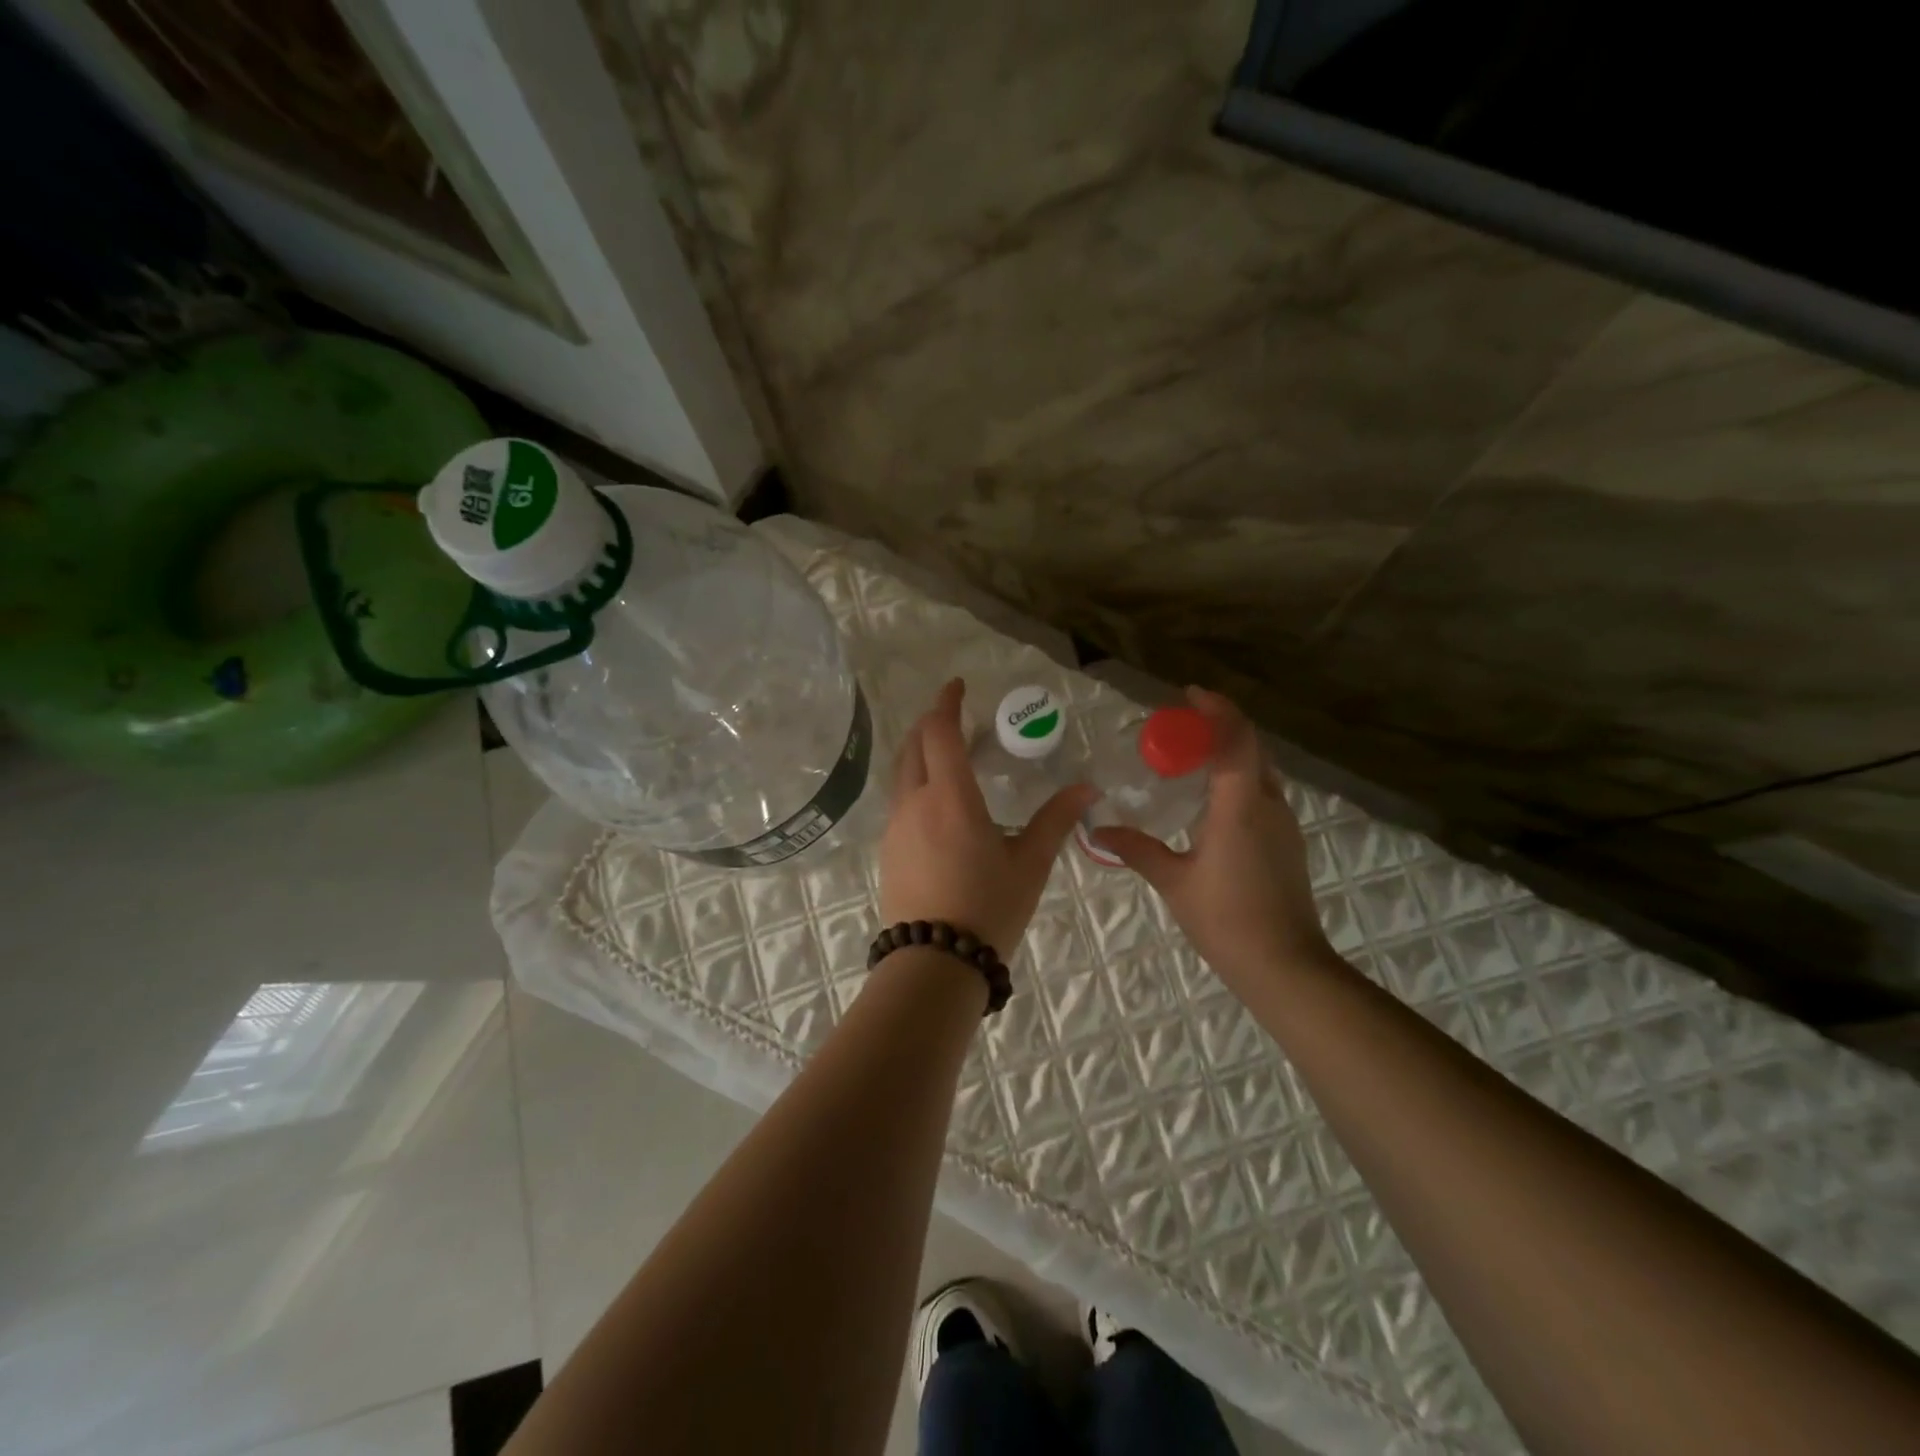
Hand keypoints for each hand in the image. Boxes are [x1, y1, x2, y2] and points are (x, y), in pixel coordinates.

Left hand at [879, 678, 1094, 957]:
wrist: (934, 962)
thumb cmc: (988, 908)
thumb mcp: (1030, 864)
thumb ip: (1055, 820)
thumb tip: (1088, 788)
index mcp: (950, 797)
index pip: (940, 732)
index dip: (947, 703)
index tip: (958, 686)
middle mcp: (915, 802)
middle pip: (914, 745)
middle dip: (932, 722)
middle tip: (956, 716)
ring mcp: (895, 826)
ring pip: (901, 772)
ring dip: (920, 751)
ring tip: (947, 753)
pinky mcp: (888, 849)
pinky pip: (899, 799)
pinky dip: (914, 780)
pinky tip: (935, 800)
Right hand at [1091, 687, 1334, 995]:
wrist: (1284, 965)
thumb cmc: (1225, 919)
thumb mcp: (1173, 880)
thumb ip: (1136, 849)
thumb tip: (1097, 830)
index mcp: (1240, 805)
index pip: (1236, 738)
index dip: (1216, 709)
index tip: (1188, 695)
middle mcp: (1268, 804)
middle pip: (1252, 746)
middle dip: (1221, 726)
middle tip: (1183, 725)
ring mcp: (1284, 823)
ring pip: (1261, 769)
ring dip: (1232, 751)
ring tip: (1194, 755)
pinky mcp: (1287, 841)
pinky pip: (1263, 791)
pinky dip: (1239, 777)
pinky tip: (1213, 797)